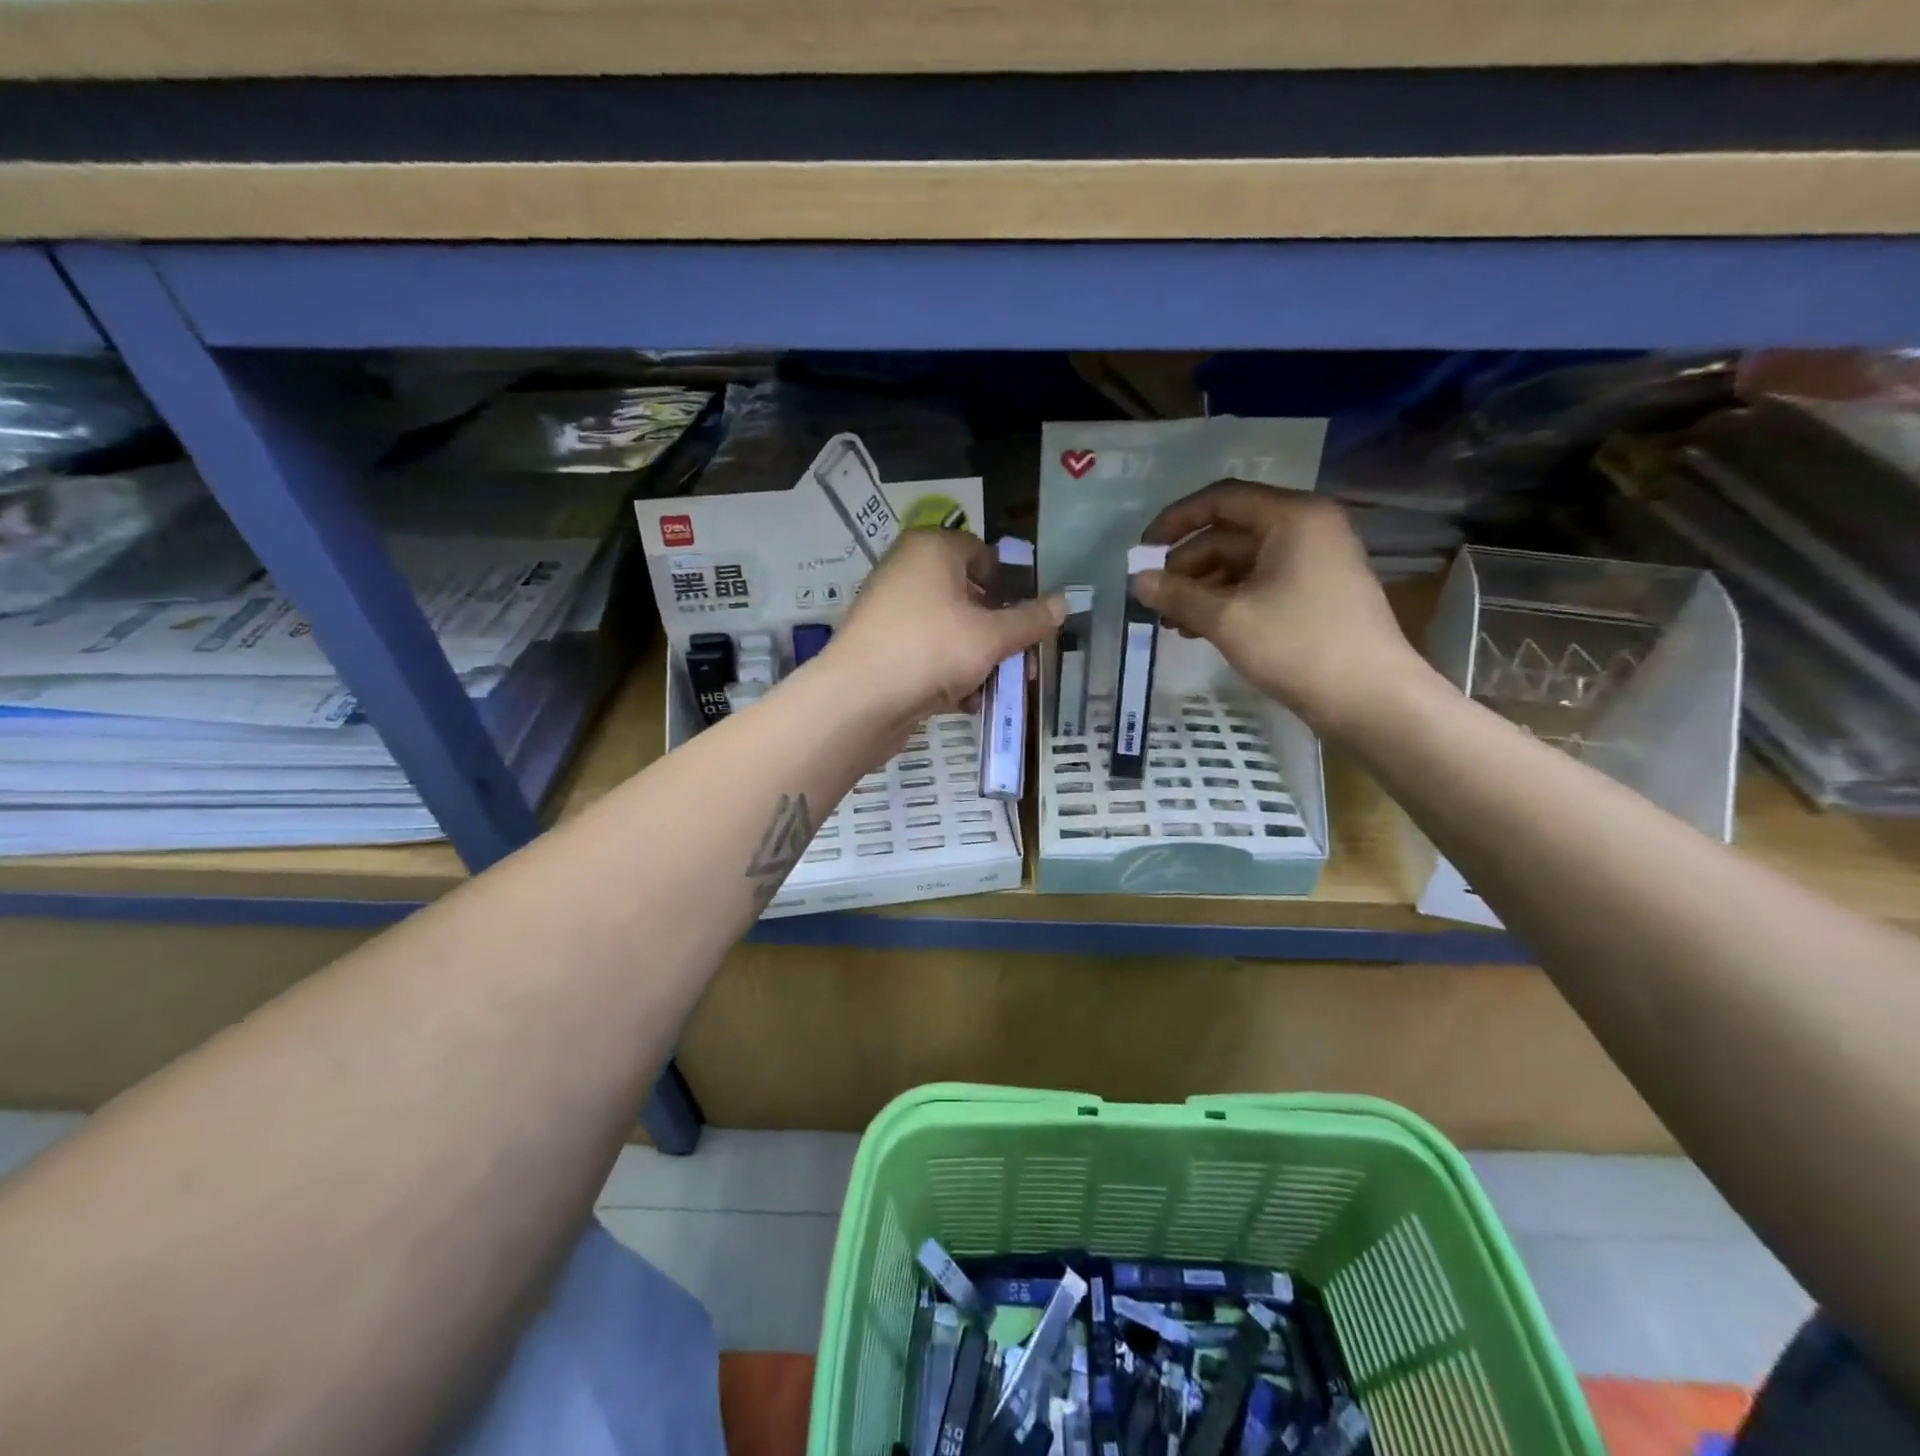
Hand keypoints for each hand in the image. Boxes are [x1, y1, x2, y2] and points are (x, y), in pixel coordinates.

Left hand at [825, 529, 1065, 723]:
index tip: (1030, 618)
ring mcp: (892, 611)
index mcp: (932, 550)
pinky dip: (949, 674)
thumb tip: (1065, 602)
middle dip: (1000, 632)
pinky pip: (928, 654)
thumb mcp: (992, 636)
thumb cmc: (931, 650)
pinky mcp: (883, 649)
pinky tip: (967, 702)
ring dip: (979, 659)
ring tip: (1000, 688)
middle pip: (969, 596)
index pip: (983, 553)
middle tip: (1024, 662)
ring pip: (951, 630)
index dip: (1011, 584)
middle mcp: (908, 571)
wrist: (859, 700)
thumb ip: (1030, 620)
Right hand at [1135, 482, 1427, 733]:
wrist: (1370, 699)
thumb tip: (1137, 580)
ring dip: (1201, 589)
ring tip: (1169, 622)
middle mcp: (1306, 529)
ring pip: (1241, 564)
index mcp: (1292, 517)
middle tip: (1153, 598)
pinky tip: (1198, 630)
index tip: (1142, 551)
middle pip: (1229, 534)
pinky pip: (1259, 585)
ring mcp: (1313, 563)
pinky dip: (1226, 603)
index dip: (1175, 521)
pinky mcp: (1314, 595)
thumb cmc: (1298, 646)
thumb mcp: (1228, 619)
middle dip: (1186, 566)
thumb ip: (1178, 595)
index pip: (1222, 499)